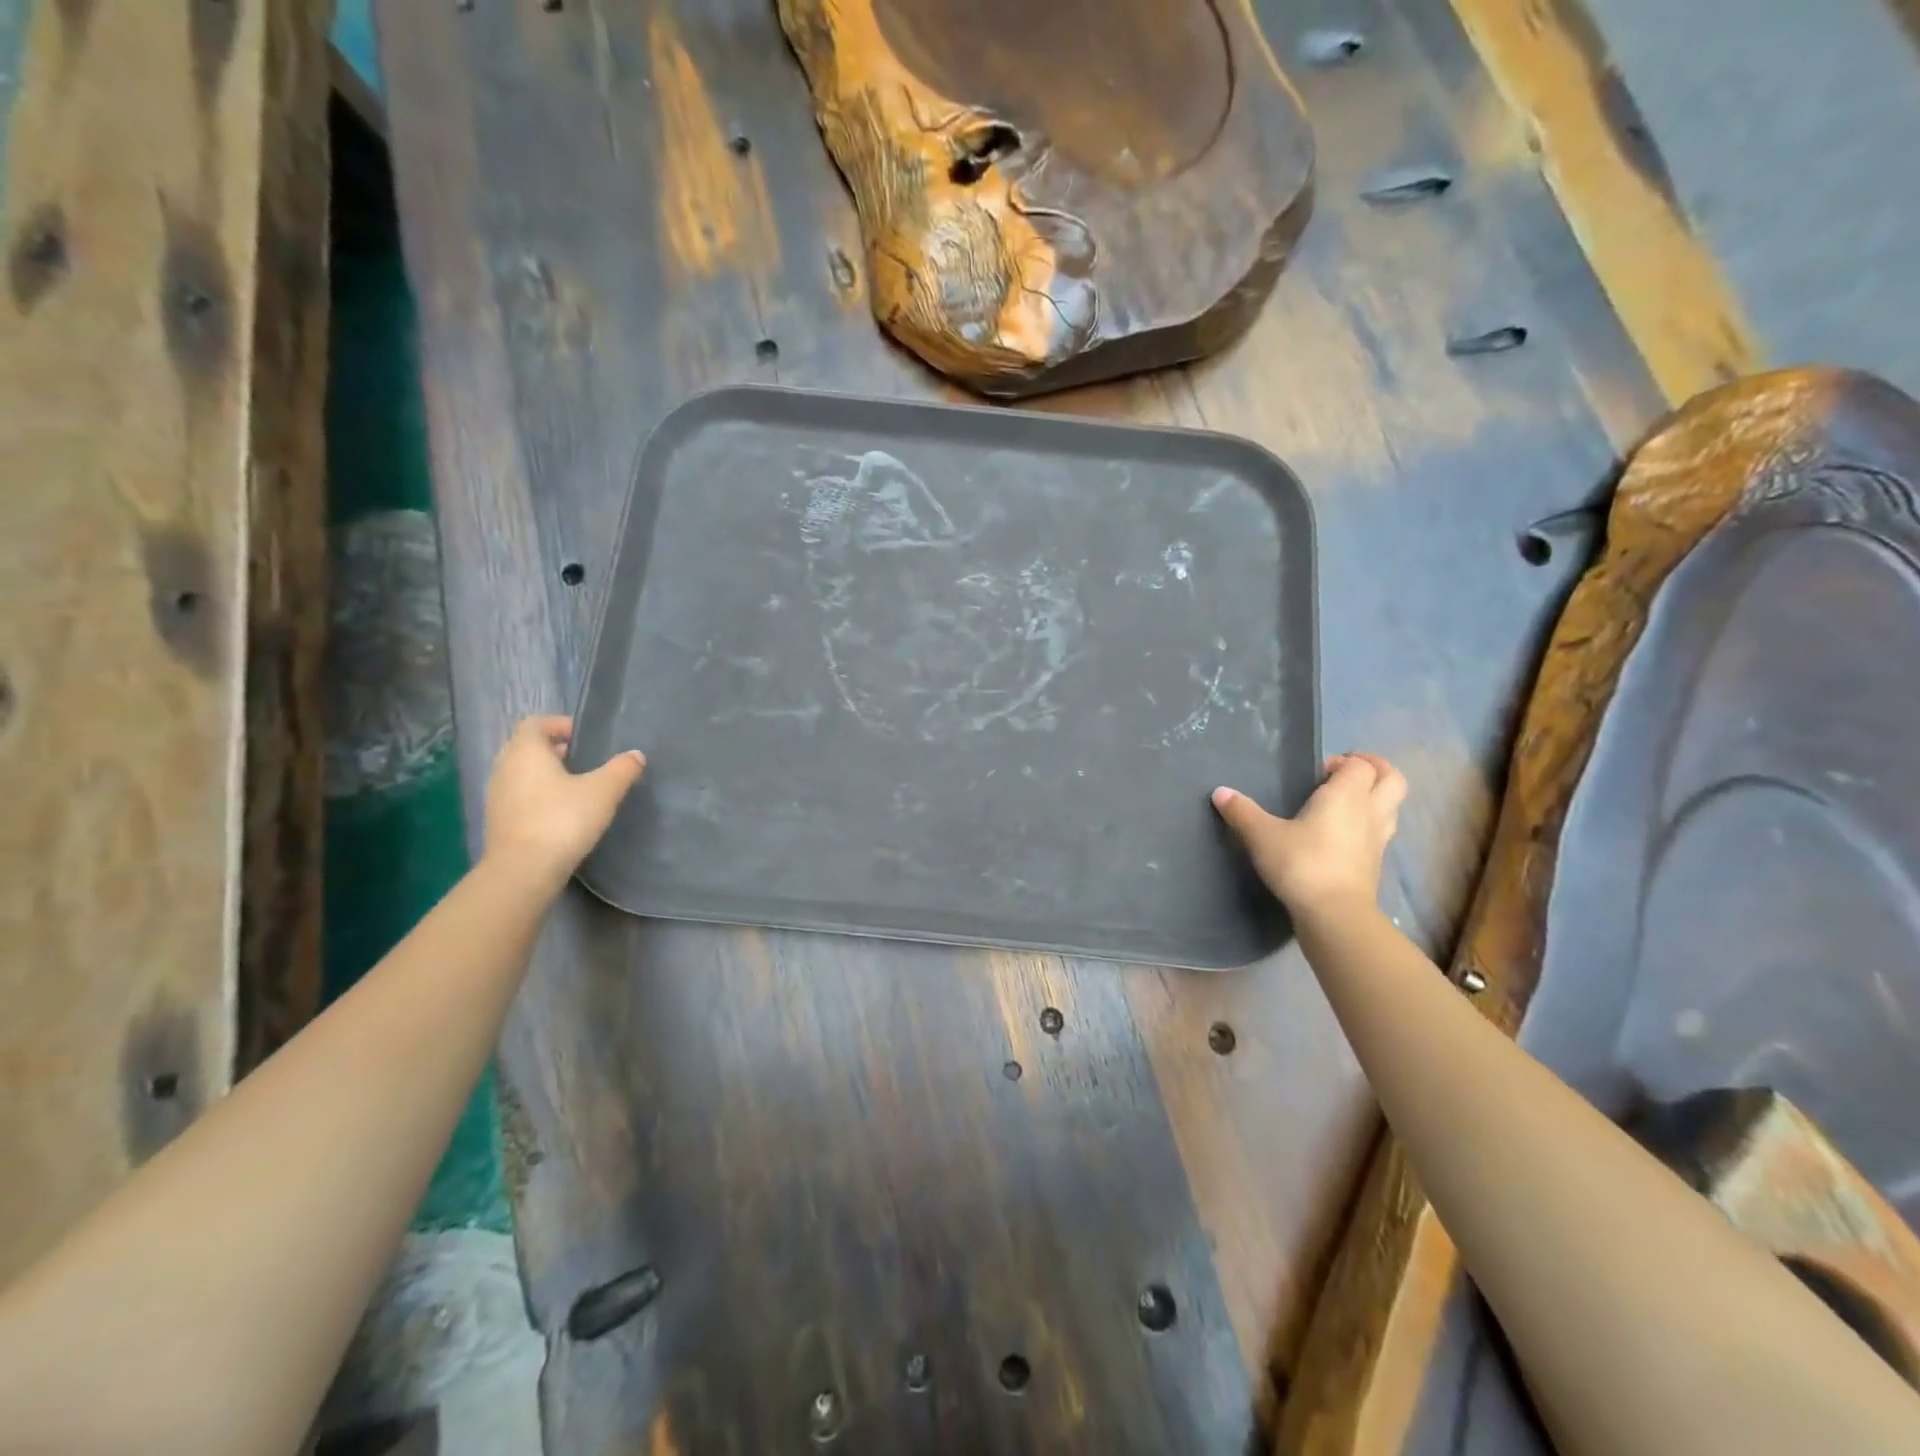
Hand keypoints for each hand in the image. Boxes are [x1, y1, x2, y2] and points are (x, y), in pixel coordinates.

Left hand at [483, 716, 644, 891]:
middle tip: (585, 760)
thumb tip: (636, 755)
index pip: (535, 723)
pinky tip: (562, 813)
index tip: (585, 738)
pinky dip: (539, 796)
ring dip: (546, 774)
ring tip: (577, 787)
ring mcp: (497, 796)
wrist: (523, 871)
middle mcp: (504, 768)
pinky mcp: (498, 821)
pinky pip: (520, 796)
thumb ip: (622, 769)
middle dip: (554, 749)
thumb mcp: (603, 791)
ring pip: (522, 773)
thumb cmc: (562, 819)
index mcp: (526, 751)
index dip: (560, 725)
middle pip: (527, 747)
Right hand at [1212, 752, 1405, 915]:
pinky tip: (1345, 835)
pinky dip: (1370, 825)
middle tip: (1347, 774)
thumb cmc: (1301, 864)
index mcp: (1346, 795)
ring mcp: (1378, 839)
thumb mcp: (1262, 836)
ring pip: (1393, 806)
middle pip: (1392, 780)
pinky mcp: (1376, 864)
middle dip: (1376, 770)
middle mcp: (1370, 811)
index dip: (1344, 761)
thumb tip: (1220, 792)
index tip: (1319, 771)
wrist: (1335, 914)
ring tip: (1348, 802)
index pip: (1361, 765)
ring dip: (1377, 797)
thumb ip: (1242, 812)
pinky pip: (1382, 832)